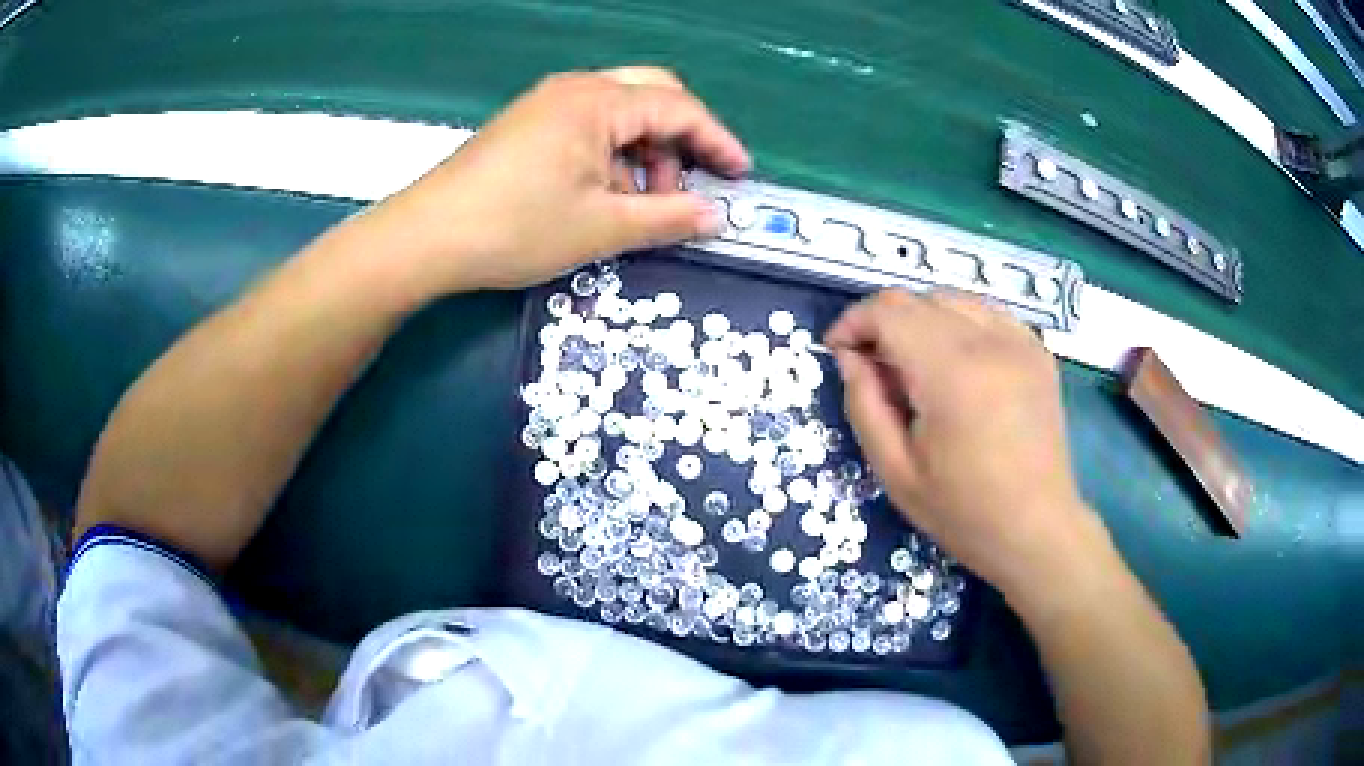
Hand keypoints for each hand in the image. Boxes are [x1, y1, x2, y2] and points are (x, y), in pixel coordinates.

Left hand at [369, 66, 749, 296]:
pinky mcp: (527, 124)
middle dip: (679, 141)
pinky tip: (599, 196)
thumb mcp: (602, 229)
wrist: (426, 237)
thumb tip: (714, 217)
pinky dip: (609, 156)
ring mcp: (546, 103)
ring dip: (643, 153)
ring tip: (637, 206)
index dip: (717, 141)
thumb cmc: (515, 228)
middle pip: (652, 96)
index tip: (740, 175)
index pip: (679, 108)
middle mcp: (575, 89)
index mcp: (598, 102)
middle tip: (686, 188)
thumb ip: (668, 218)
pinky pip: (588, 126)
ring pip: (620, 113)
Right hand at [825, 290, 1101, 597]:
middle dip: (884, 322)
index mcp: (951, 373)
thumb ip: (864, 405)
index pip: (890, 312)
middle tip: (874, 367)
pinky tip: (957, 363)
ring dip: (921, 320)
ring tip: (915, 365)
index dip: (854, 322)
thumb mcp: (895, 471)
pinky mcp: (1037, 351)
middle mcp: (989, 342)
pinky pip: (986, 313)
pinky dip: (959, 324)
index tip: (838, 351)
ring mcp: (1020, 342)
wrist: (1036, 529)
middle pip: (919, 299)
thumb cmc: (963, 512)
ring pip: (953, 299)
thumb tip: (849, 356)